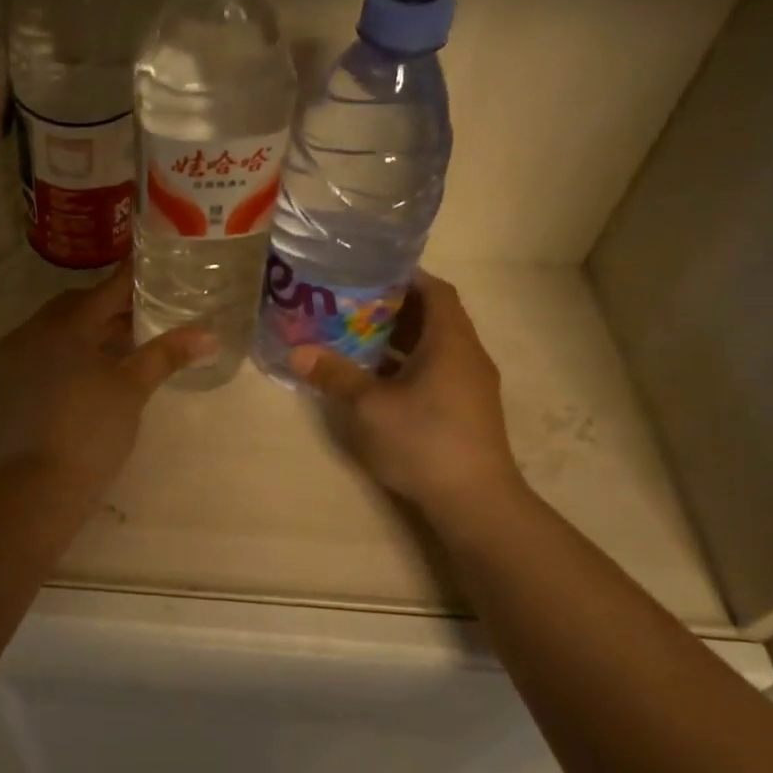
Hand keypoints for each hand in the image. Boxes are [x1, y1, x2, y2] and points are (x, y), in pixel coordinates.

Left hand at [0, 270, 214, 492]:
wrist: (38, 485)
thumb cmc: (92, 430)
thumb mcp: (133, 389)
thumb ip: (166, 354)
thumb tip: (206, 334)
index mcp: (64, 325)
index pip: (105, 291)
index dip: (132, 281)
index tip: (152, 271)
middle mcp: (31, 332)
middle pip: (75, 308)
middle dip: (108, 309)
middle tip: (140, 318)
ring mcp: (10, 360)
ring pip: (53, 332)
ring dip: (83, 333)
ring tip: (115, 349)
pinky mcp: (2, 386)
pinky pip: (35, 356)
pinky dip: (60, 356)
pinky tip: (81, 377)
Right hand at [289, 271, 527, 528]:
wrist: (474, 500)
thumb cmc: (423, 441)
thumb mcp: (370, 406)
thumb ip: (336, 375)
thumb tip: (298, 352)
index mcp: (451, 341)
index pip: (436, 290)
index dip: (406, 276)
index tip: (369, 273)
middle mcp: (467, 355)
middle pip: (434, 316)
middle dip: (394, 308)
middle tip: (351, 305)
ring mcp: (471, 385)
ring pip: (434, 347)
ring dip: (399, 339)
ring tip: (356, 337)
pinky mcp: (467, 410)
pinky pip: (436, 371)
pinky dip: (408, 365)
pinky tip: (378, 380)